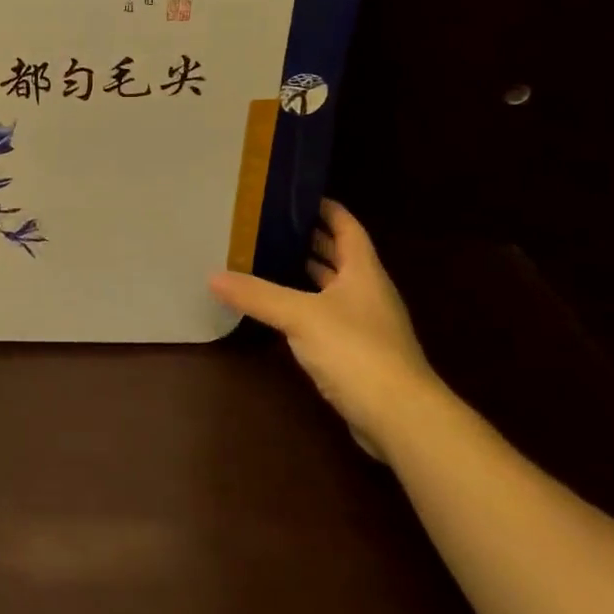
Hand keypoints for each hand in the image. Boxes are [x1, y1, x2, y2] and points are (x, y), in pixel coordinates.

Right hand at [209, 199, 438, 460]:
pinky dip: (307, 307)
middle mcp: (368, 292)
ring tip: (270, 260)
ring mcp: (367, 325)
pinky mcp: (360, 354)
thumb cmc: (356, 351)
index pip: (347, 226)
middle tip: (271, 226)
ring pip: (335, 288)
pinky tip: (283, 311)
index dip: (326, 208)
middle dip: (311, 239)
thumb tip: (213, 276)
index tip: (296, 196)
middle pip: (340, 256)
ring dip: (309, 274)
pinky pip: (329, 318)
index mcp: (363, 271)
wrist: (401, 417)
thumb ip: (258, 295)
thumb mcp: (300, 316)